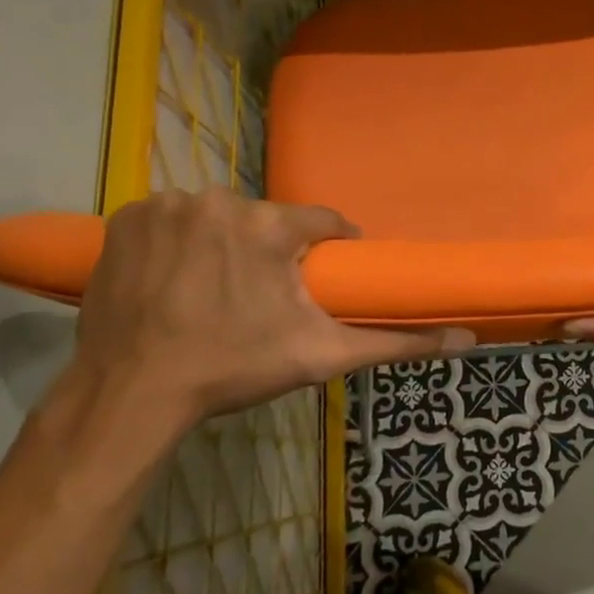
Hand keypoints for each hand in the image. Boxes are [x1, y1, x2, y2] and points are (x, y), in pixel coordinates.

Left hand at [60, 190, 471, 442]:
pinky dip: (177, 243)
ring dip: (223, 246)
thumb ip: (397, 343)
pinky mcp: (125, 218)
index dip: (328, 249)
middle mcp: (219, 200)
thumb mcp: (322, 356)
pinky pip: (170, 220)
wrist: (132, 394)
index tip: (321, 278)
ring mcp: (167, 206)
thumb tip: (467, 339)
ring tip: (215, 293)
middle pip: (265, 221)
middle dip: (271, 253)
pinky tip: (174, 279)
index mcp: (270, 224)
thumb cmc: (234, 369)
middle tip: (262, 298)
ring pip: (218, 219)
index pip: (321, 222)